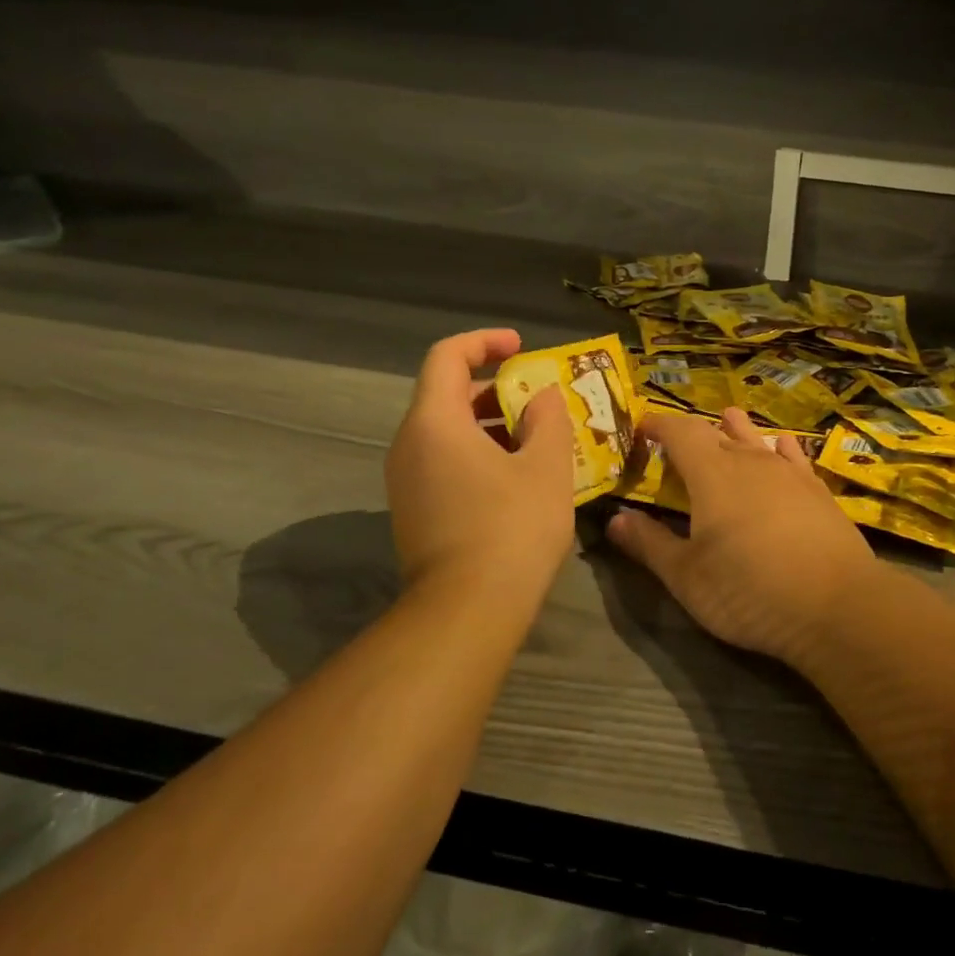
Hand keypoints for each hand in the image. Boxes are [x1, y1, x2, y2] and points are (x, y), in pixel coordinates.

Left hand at [386, 329, 574, 607]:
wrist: (465, 613)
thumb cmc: (510, 529)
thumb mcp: (545, 467)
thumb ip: (548, 419)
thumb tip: (542, 398)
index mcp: (434, 423)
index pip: (447, 356)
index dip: (484, 342)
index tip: (521, 348)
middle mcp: (409, 445)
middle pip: (447, 395)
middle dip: (496, 389)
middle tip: (539, 401)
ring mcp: (406, 482)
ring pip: (448, 433)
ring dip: (491, 426)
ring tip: (538, 441)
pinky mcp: (414, 512)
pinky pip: (445, 463)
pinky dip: (479, 455)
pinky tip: (518, 480)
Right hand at [607, 408, 882, 662]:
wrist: (837, 606)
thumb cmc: (749, 591)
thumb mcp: (687, 576)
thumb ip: (649, 544)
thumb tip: (615, 520)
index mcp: (711, 473)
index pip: (679, 431)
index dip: (657, 425)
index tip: (641, 429)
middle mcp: (749, 461)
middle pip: (716, 433)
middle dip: (692, 434)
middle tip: (676, 443)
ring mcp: (789, 473)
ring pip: (756, 439)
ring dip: (737, 431)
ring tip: (727, 420)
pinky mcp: (818, 491)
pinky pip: (793, 456)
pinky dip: (779, 448)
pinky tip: (780, 446)